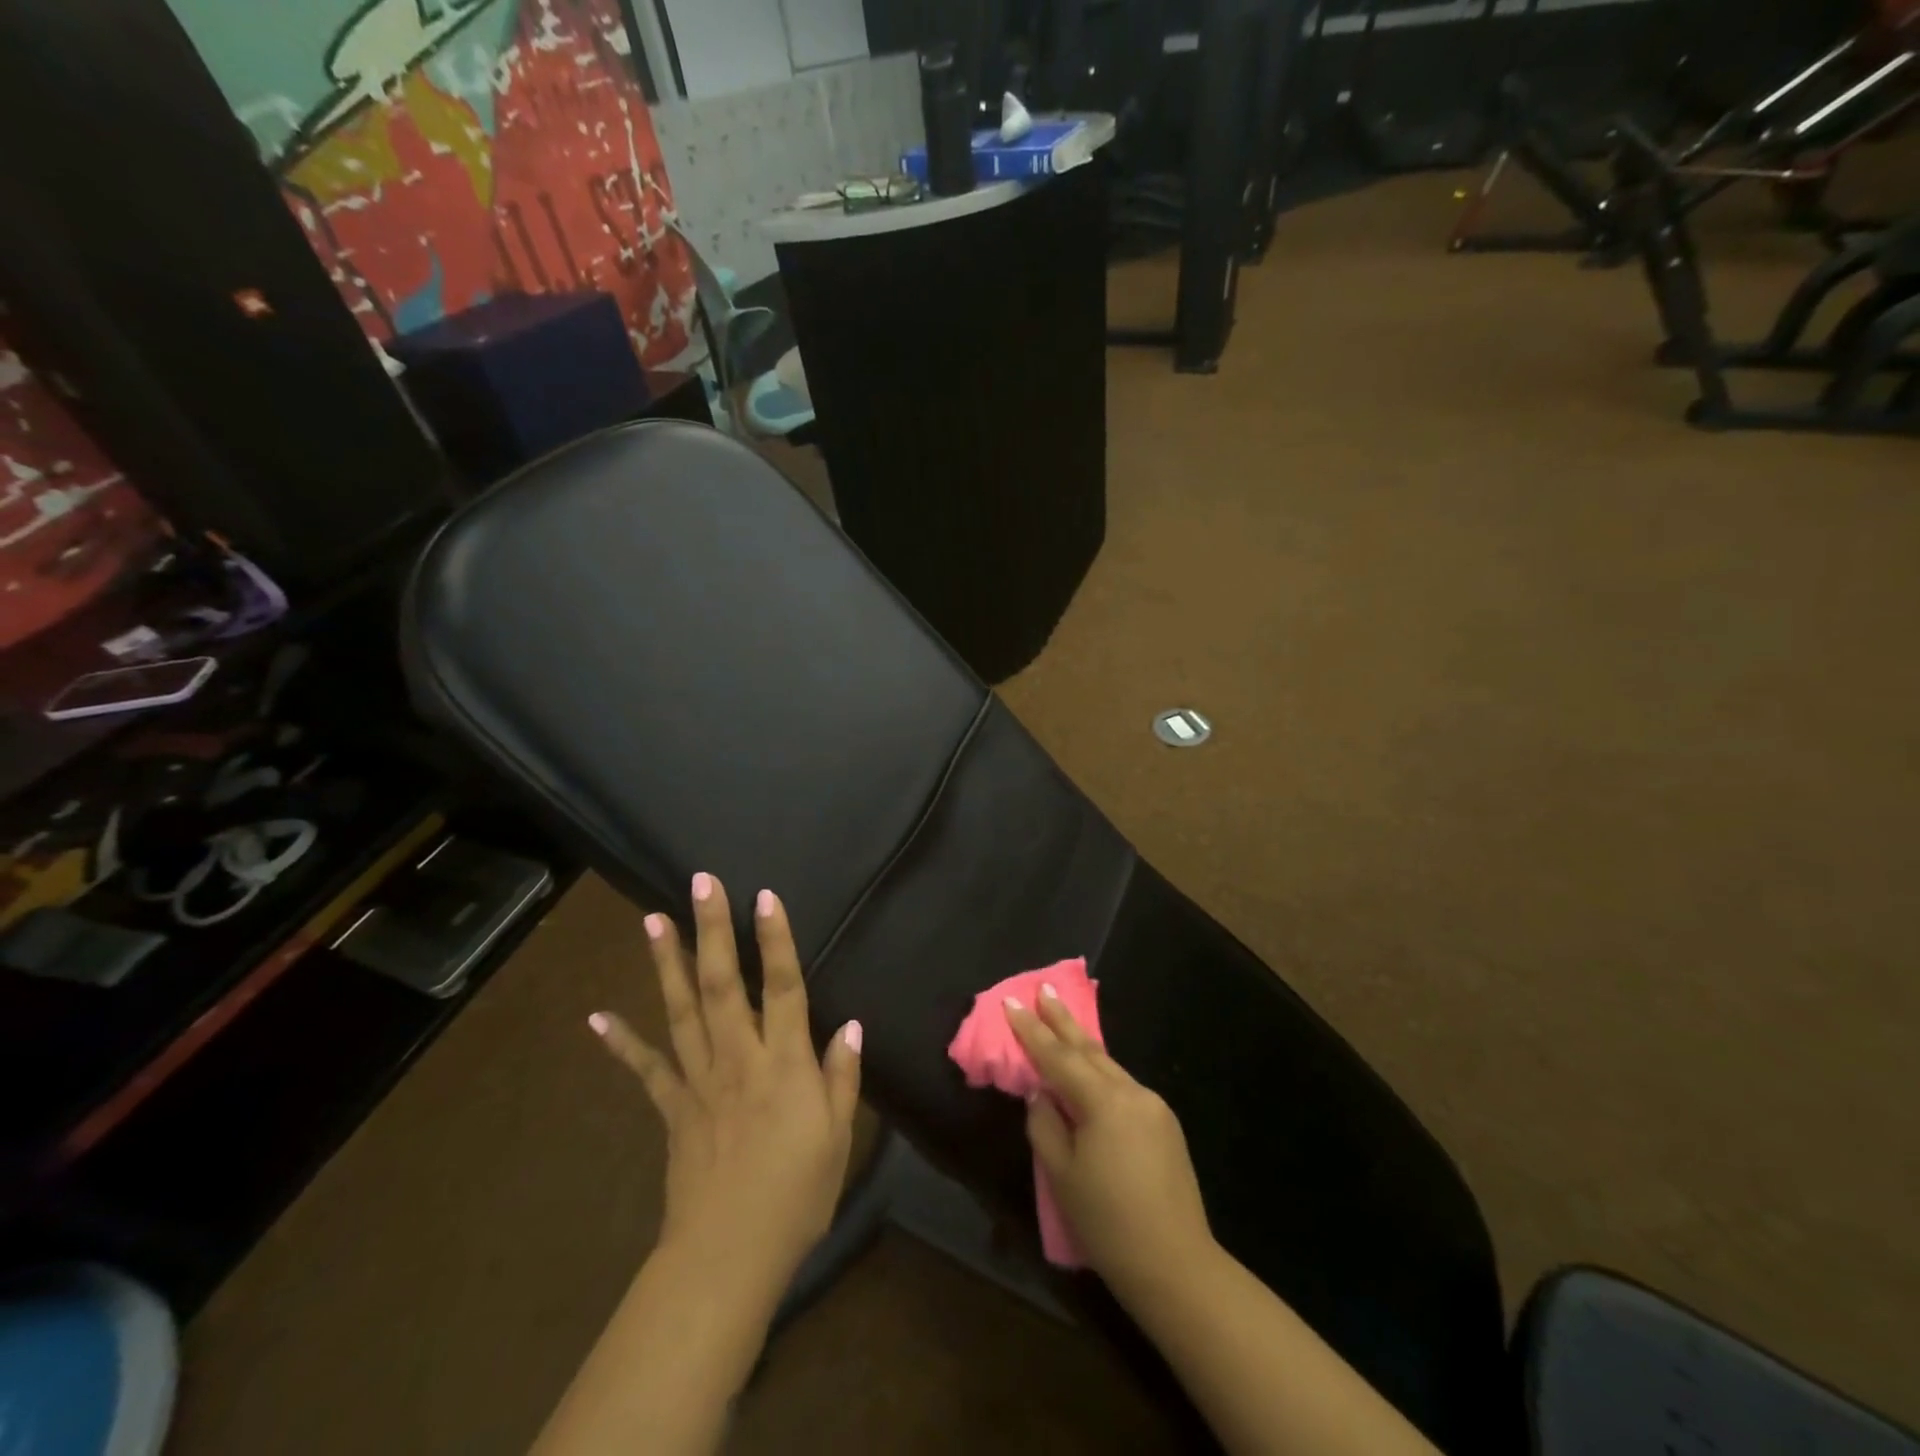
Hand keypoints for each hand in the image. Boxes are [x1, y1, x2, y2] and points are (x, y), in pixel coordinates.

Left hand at [590, 873, 861, 1307]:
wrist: (728, 1256)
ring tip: (653, 919)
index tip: (764, 896)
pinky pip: (646, 1068)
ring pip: (682, 1010)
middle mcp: (738, 1057)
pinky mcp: (672, 1107)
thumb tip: (849, 1025)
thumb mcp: (839, 1136)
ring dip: (667, 962)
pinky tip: (597, 1016)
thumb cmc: (797, 1195)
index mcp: (784, 1063)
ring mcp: (699, 1080)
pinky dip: (621, 1041)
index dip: (775, 939)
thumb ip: (843, 1076)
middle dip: (712, 929)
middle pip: (723, 983)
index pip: (782, 987)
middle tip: (700, 883)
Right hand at [1006, 986, 1213, 1301]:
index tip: (1011, 1002)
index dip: (1031, 1031)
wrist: (1177, 1267)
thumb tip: (1041, 1094)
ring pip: (1109, 1067)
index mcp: (1104, 1101)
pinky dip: (1101, 1074)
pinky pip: (1124, 1087)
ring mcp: (1154, 1106)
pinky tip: (1091, 1074)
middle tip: (1043, 989)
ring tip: (1061, 1024)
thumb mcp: (1062, 1175)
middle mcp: (1132, 1092)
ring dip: (1082, 1045)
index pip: (1058, 1057)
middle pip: (1089, 1049)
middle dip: (1062, 1020)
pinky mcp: (1165, 1124)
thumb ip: (1045, 1124)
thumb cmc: (1108, 1223)